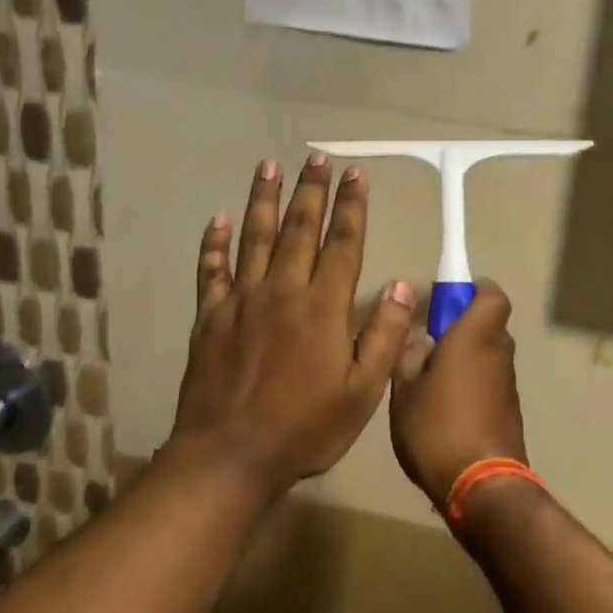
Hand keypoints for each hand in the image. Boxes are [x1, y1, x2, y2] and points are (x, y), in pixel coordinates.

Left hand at [170, 154, 413, 491]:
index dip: (352, 208)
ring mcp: (241, 301)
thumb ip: (383, 335)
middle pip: (299, 230)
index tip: (356, 174)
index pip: (343, 245)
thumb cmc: (305, 428)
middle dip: (311, 191)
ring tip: (269, 166)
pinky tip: (218, 219)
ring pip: (255, 238)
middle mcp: (282, 291)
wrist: (231, 455)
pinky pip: (211, 271)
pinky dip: (214, 243)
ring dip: (264, 200)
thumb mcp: (362, 392)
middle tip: (316, 158)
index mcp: (322, 308)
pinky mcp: (209, 318)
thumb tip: (404, 285)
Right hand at [388, 282, 526, 506]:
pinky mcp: (509, 410)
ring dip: (465, 357)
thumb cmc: (437, 429)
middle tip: (427, 343)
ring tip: (429, 380)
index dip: (472, 291)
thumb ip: (408, 355)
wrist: (481, 487)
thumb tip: (418, 335)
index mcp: (475, 336)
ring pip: (488, 353)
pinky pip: (490, 380)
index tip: (445, 301)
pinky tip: (444, 406)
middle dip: (461, 326)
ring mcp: (508, 383)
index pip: (491, 294)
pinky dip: (472, 382)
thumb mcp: (405, 390)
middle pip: (488, 323)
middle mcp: (498, 352)